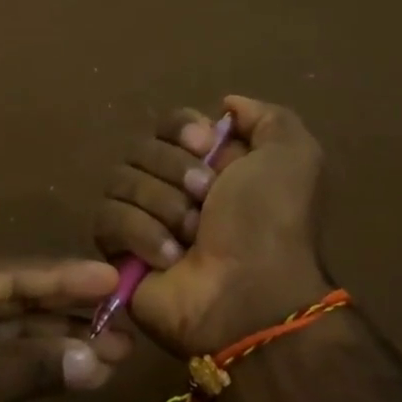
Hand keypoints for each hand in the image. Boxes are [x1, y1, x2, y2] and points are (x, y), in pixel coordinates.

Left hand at [0, 253, 128, 401]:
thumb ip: (31, 369)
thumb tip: (99, 360)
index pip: (5, 271)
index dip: (62, 277)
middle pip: (11, 297)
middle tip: (124, 324)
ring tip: (114, 352)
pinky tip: (77, 371)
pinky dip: (33, 365)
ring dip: (56, 342)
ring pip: (8, 328)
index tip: (112, 277)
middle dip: (65, 314)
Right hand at [93, 94, 330, 357]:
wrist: (250, 296)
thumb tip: (226, 105)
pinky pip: (107, 219)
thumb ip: (267, 117)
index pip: (169, 123)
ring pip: (120, 181)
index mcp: (210, 164)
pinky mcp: (118, 252)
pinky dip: (140, 235)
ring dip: (161, 206)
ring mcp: (143, 219)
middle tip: (205, 201)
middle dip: (174, 172)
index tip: (206, 146)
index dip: (182, 130)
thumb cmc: (270, 224)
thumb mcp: (293, 157)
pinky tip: (168, 258)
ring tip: (190, 238)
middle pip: (141, 149)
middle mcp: (173, 187)